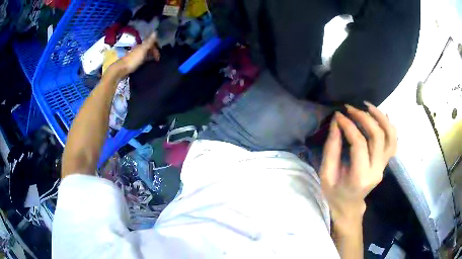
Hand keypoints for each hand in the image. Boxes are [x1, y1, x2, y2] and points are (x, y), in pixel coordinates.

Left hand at [110, 33, 159, 78]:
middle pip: (147, 49)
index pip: (150, 44)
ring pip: (144, 54)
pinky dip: (145, 61)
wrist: (120, 70)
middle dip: (153, 52)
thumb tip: (155, 31)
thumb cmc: (132, 60)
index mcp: (140, 46)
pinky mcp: (132, 63)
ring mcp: (134, 57)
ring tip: (153, 63)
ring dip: (149, 57)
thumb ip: (149, 42)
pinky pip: (141, 60)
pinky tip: (146, 66)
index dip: (156, 48)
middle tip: (157, 60)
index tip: (159, 56)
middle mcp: (137, 50)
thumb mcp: (142, 50)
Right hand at [320, 102, 396, 232]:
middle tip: (350, 108)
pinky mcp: (385, 162)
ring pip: (390, 136)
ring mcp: (384, 166)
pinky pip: (393, 142)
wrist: (349, 206)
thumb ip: (331, 148)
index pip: (359, 143)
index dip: (349, 125)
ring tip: (368, 106)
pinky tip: (382, 116)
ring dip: (381, 118)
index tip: (338, 115)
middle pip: (377, 136)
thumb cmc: (335, 193)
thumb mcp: (326, 174)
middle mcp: (377, 170)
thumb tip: (337, 122)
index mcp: (360, 176)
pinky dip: (389, 126)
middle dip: (364, 117)